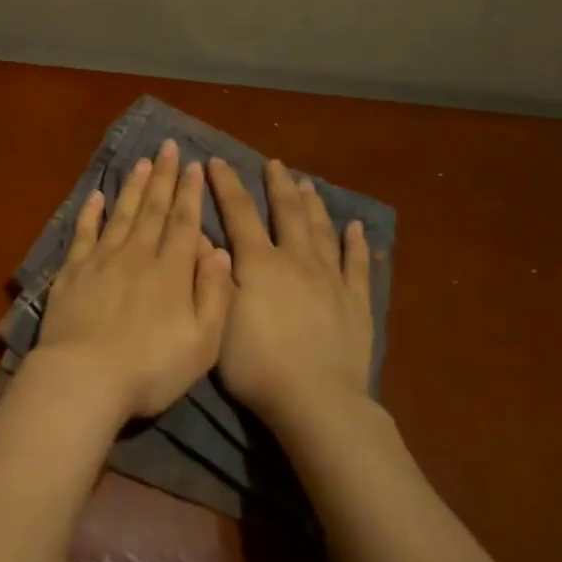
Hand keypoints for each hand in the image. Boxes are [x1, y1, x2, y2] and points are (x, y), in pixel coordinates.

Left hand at [31, 139, 235, 419]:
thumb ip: (216, 294)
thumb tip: (221, 252)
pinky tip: (97, 195)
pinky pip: (84, 232)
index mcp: (172, 271)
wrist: (85, 377)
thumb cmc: (150, 368)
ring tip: (142, 162)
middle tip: (169, 147)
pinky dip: (91, 212)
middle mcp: (137, 255)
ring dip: (134, 186)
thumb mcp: (203, 343)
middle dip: (164, 177)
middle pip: (153, 209)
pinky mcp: (72, 271)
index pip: (185, 222)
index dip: (190, 193)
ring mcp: (101, 260)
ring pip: (122, 213)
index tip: (194, 166)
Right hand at [207, 155, 375, 430]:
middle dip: (278, 185)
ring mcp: (330, 279)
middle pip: (287, 212)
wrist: (315, 400)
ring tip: (307, 183)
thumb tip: (204, 236)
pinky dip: (356, 243)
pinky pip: (357, 264)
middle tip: (274, 163)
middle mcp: (295, 260)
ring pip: (321, 230)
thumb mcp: (217, 318)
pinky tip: (356, 227)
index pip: (239, 212)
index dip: (226, 185)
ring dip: (313, 204)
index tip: (216, 161)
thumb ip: (213, 274)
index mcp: (258, 263)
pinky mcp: (356, 302)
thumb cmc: (255, 364)